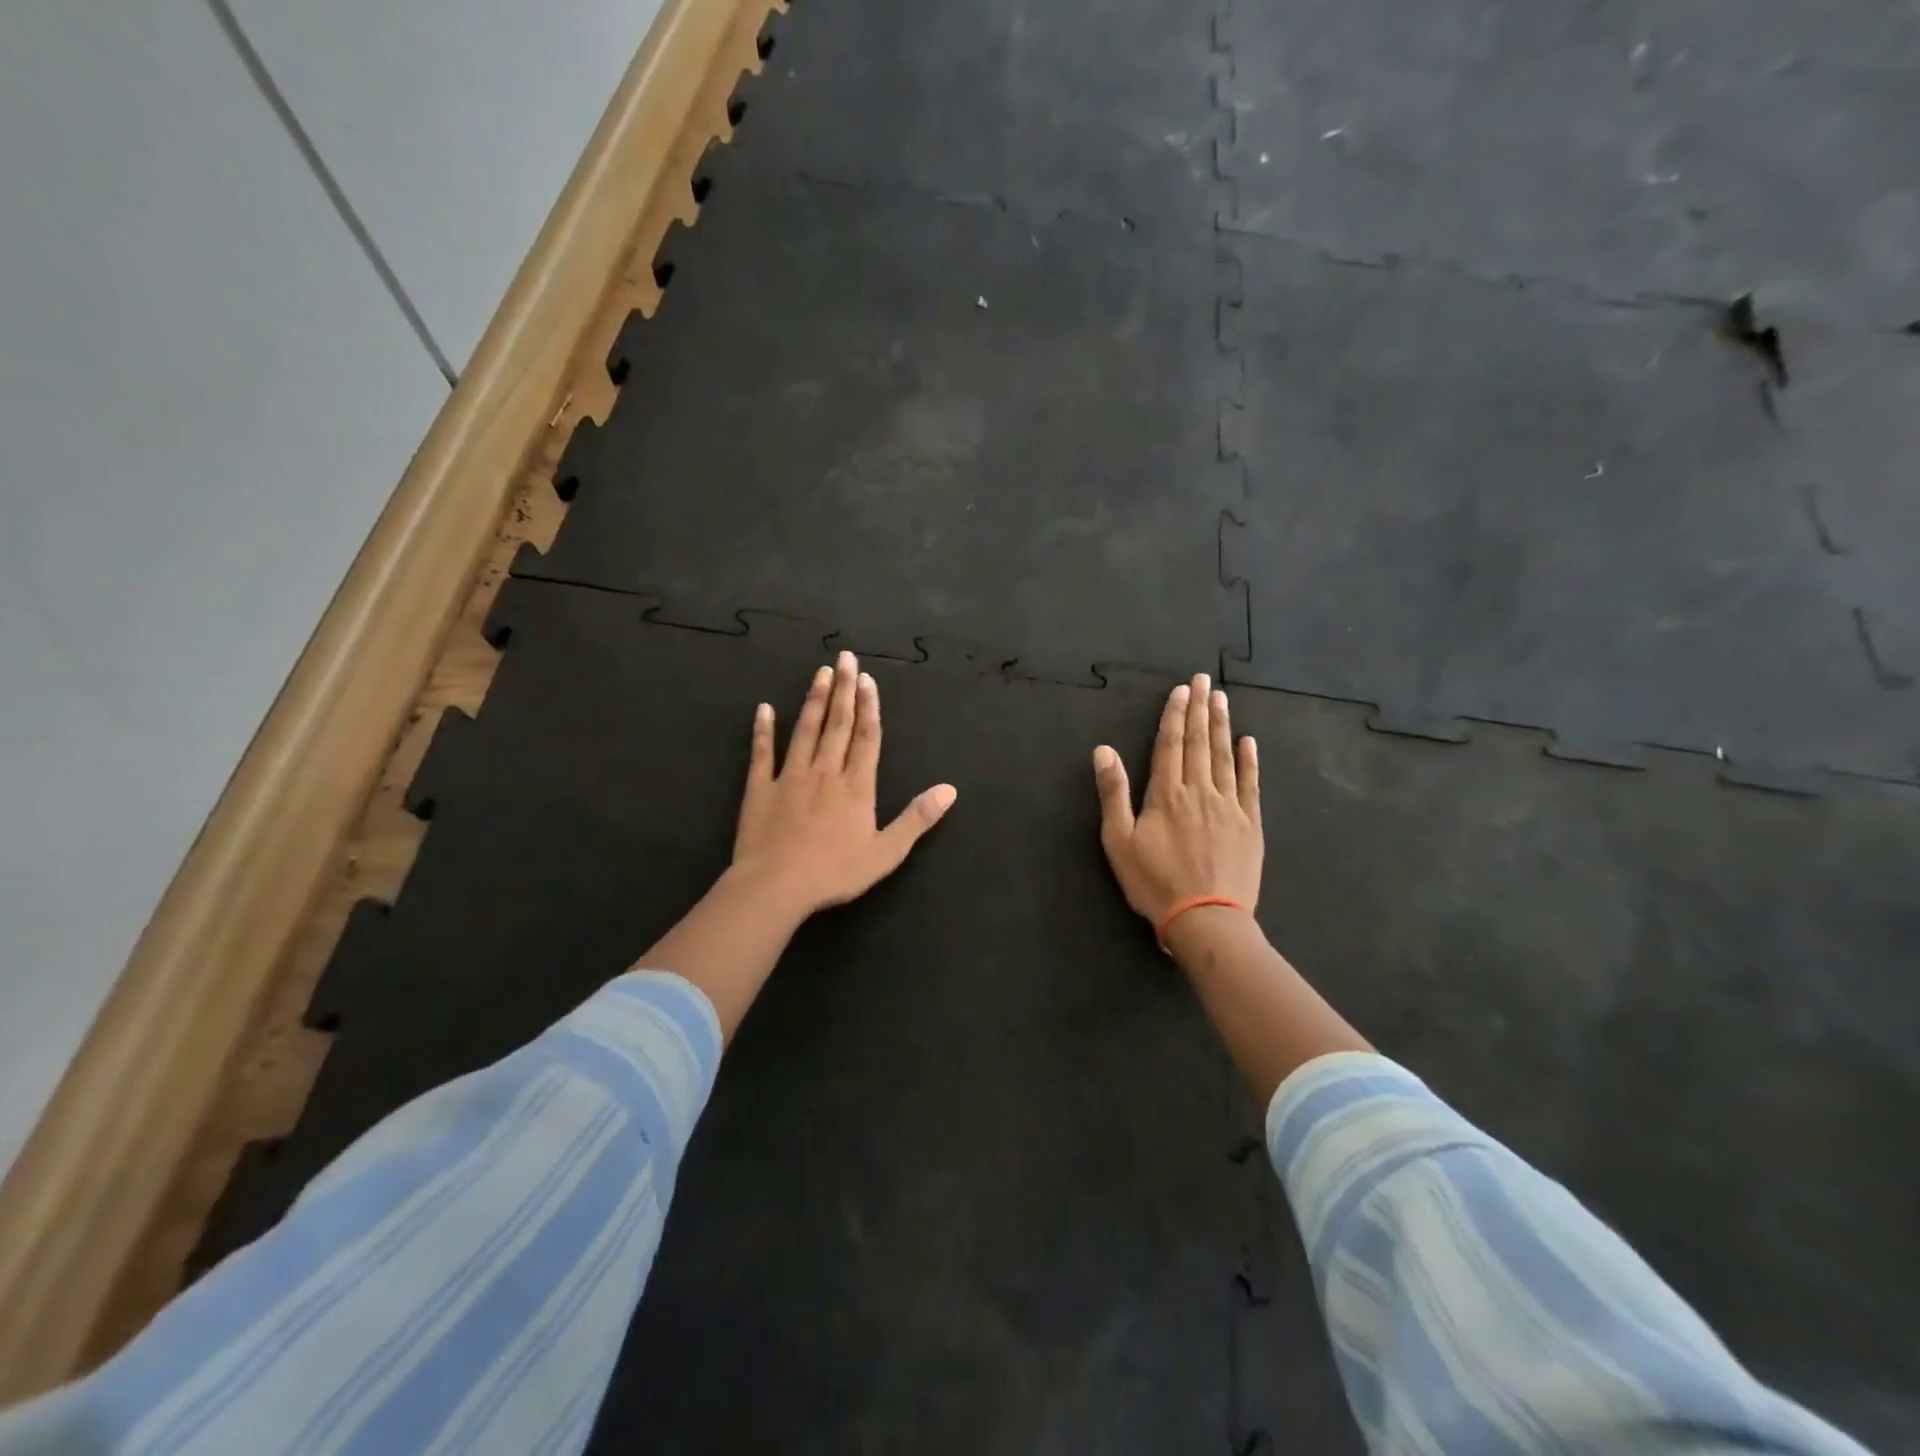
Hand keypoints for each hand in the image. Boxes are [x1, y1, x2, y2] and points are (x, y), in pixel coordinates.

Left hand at [733, 649, 957, 916]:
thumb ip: (917, 818)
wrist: (776, 886)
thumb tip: (950, 790)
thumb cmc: (835, 872)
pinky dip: (763, 730)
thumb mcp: (886, 852)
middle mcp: (826, 771)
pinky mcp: (760, 788)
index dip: (869, 706)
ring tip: (820, 672)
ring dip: (814, 700)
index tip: (868, 679)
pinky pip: (762, 753)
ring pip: (805, 730)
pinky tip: (764, 709)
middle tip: (846, 657)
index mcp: (856, 786)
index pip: (867, 737)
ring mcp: (791, 776)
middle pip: (837, 724)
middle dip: (844, 689)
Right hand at [1093, 673, 1262, 927]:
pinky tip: (1248, 741)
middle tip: (1204, 680)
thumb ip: (1113, 793)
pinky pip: (1250, 784)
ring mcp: (1229, 806)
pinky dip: (1249, 761)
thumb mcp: (1119, 841)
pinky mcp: (1249, 824)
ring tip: (1222, 699)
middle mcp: (1199, 791)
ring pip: (1224, 756)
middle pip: (1198, 742)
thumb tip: (1103, 751)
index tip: (1181, 690)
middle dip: (1199, 709)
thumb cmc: (1155, 882)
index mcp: (1166, 794)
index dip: (1174, 715)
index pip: (1170, 744)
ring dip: (1222, 725)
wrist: (1206, 919)